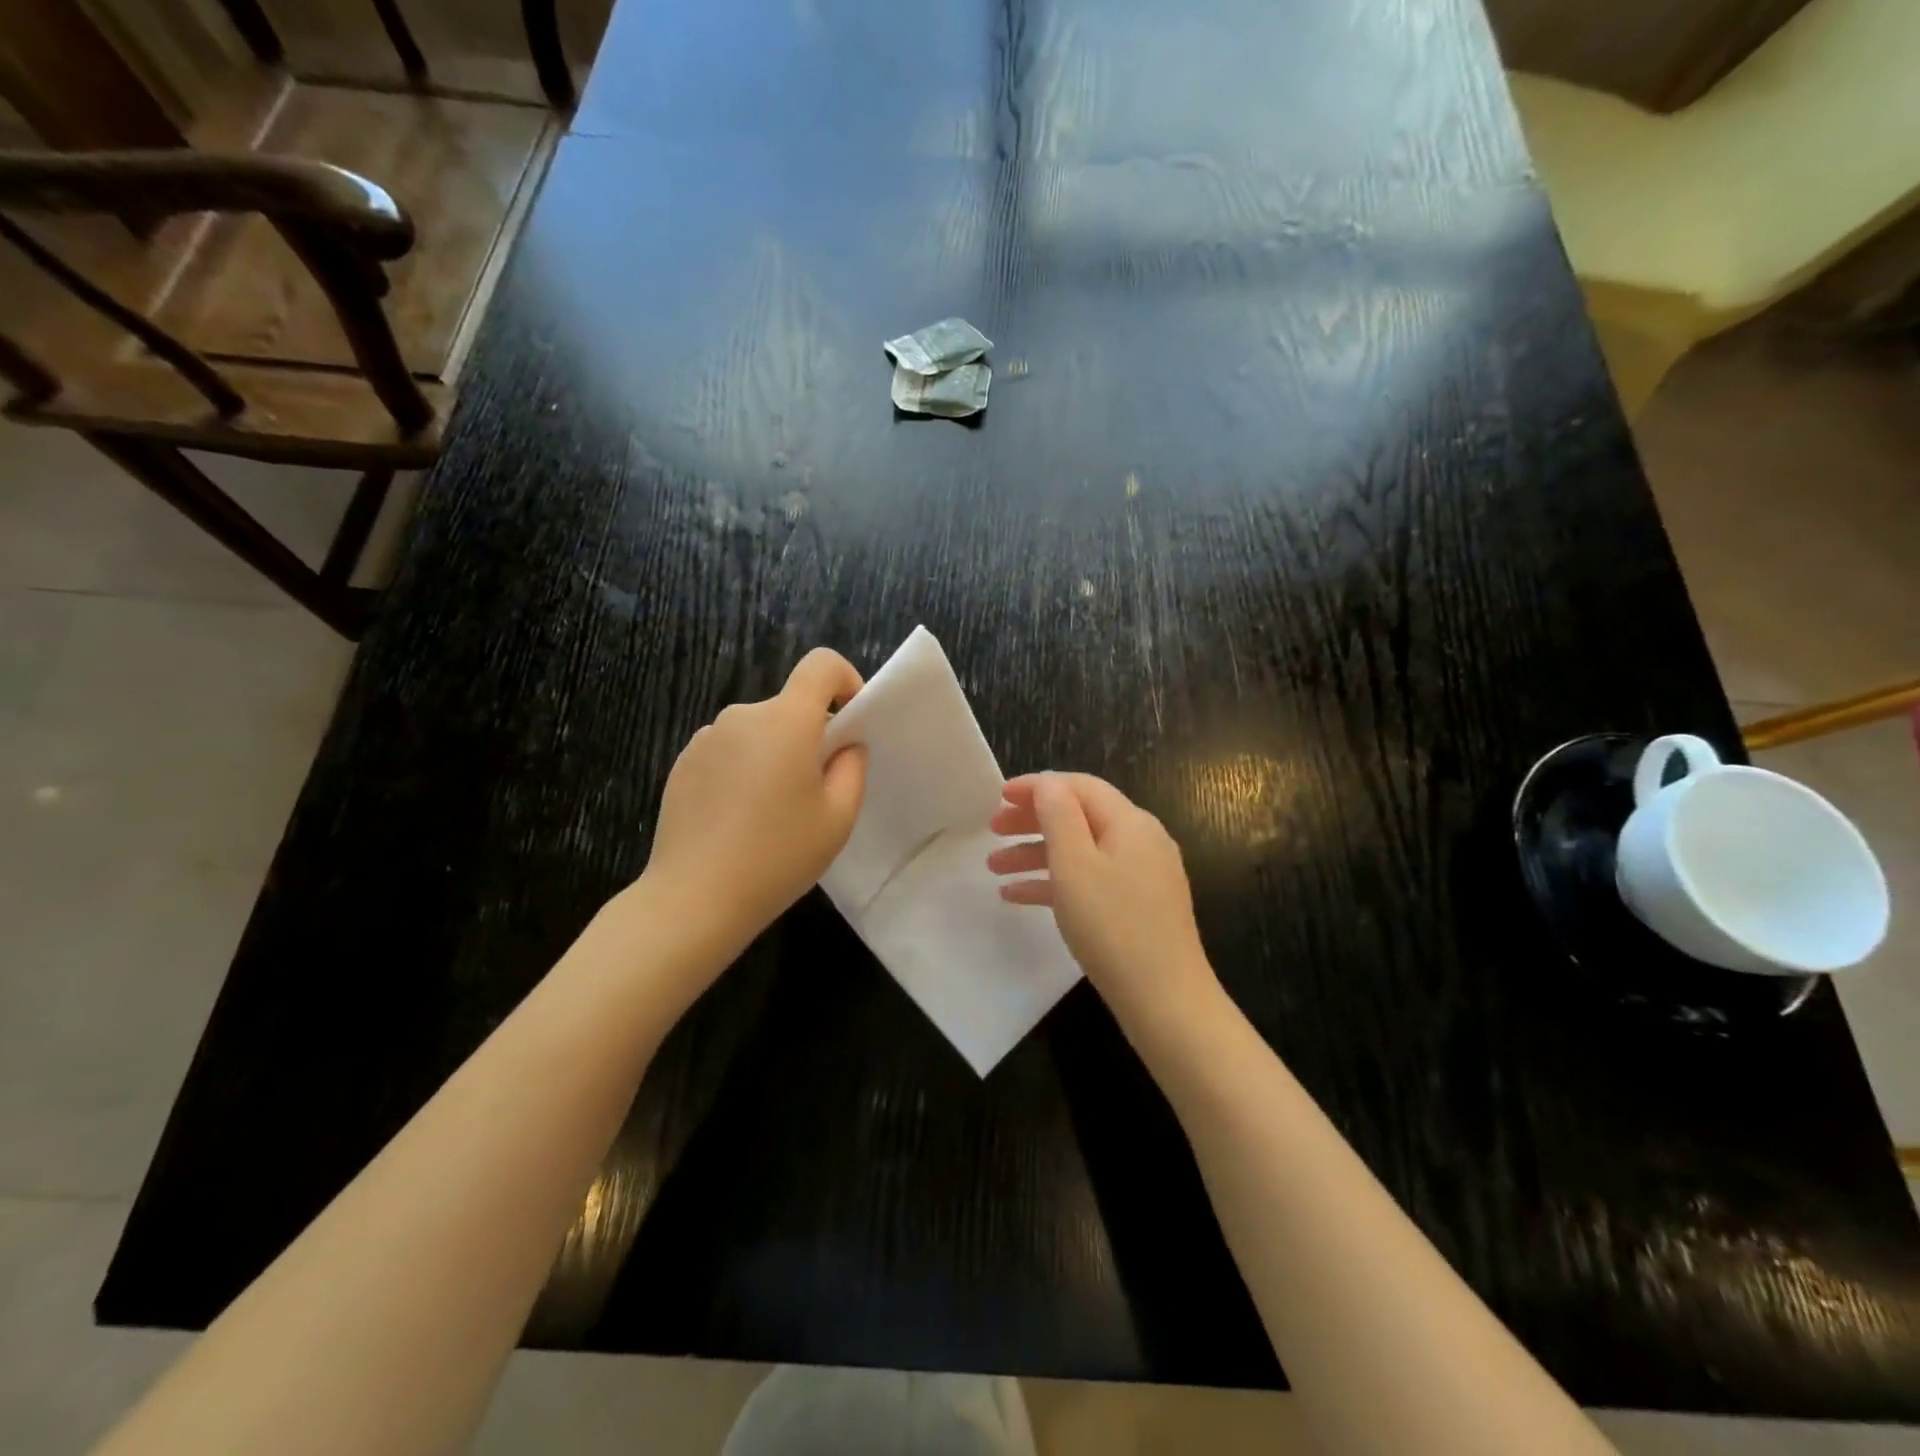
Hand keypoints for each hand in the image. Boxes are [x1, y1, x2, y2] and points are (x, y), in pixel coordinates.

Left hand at [643, 649, 867, 955]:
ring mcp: (707, 738)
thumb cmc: (777, 856)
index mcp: (786, 721)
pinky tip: (738, 819)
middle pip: (790, 706)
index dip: (846, 680)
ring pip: (759, 731)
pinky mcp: (683, 762)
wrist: (694, 898)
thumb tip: (845, 745)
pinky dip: (744, 769)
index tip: (851, 720)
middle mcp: (743, 716)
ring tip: (774, 812)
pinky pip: (729, 750)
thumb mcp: (838, 818)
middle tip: (817, 790)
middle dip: (811, 735)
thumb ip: (853, 768)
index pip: (821, 665)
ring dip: (775, 754)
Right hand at [986, 773, 1221, 1046]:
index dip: (1037, 786)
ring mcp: (1141, 876)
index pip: (1079, 786)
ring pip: (1080, 851)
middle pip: (1079, 816)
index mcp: (1130, 822)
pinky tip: (1017, 897)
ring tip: (994, 868)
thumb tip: (1048, 783)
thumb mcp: (1075, 864)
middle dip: (1032, 820)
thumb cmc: (1113, 926)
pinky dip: (1054, 883)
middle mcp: (1140, 841)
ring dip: (1036, 854)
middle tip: (991, 830)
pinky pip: (1090, 881)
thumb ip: (1059, 816)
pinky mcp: (1137, 907)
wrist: (1165, 1001)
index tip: (998, 797)